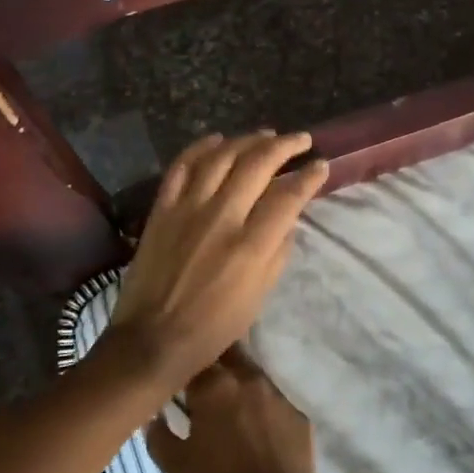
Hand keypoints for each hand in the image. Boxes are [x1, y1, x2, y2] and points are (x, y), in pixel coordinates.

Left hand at [105, 131, 327, 396]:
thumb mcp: (259, 297)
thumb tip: (288, 219)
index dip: (309, 177)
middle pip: (257, 165)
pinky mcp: (162, 208)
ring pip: (221, 157)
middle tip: (300, 139)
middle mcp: (221, 217)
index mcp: (250, 246)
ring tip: (266, 134)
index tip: (321, 165)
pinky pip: (182, 166)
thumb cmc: (213, 326)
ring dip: (247, 140)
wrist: (152, 338)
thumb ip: (278, 252)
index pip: (288, 197)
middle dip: (284, 146)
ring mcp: (188, 208)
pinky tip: (217, 139)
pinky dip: (200, 147)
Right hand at [145, 349, 322, 472]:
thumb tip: (152, 412)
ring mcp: (277, 395)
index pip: (194, 358)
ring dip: (239, 387)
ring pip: (252, 377)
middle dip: (214, 365)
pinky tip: (257, 437)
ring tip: (230, 416)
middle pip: (228, 354)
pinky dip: (262, 411)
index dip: (184, 368)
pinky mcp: (298, 415)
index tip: (177, 383)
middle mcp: (248, 378)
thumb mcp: (174, 466)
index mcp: (215, 385)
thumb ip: (157, 432)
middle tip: (203, 390)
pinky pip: (274, 403)